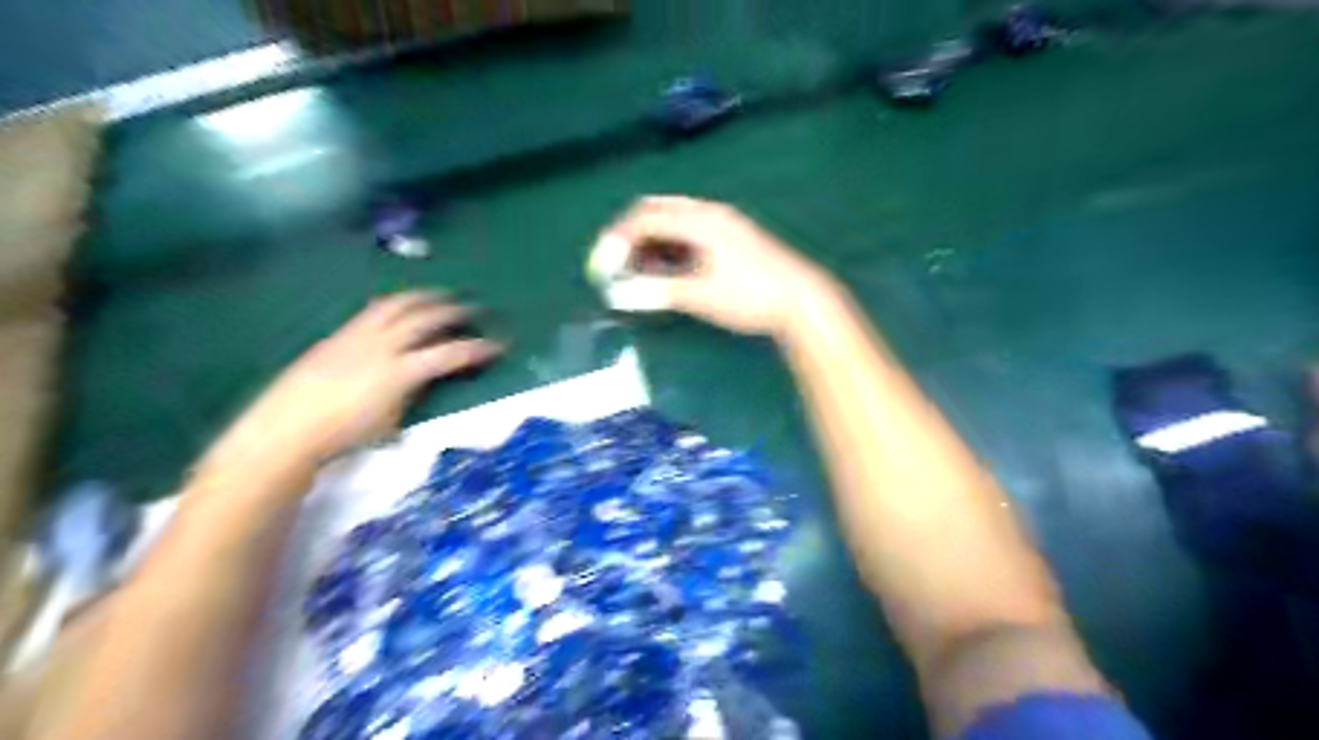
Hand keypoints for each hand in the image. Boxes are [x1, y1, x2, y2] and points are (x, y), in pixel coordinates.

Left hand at [201, 289, 500, 474]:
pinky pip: (375, 311)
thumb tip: (422, 386)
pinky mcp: (339, 334)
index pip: (450, 353)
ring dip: (424, 298)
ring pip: (398, 305)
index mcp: (401, 370)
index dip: (478, 348)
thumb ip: (412, 397)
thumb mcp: (390, 422)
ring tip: (439, 295)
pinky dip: (396, 305)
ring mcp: (359, 335)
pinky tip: (399, 308)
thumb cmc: (344, 434)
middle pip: (426, 318)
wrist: (287, 428)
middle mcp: (383, 345)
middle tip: (473, 308)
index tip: (499, 345)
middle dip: (454, 310)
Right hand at [593, 194, 837, 333]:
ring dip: (647, 242)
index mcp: (699, 220)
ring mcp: (720, 223)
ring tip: (635, 272)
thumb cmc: (750, 296)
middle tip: (613, 264)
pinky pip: (686, 232)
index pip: (643, 219)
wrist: (800, 299)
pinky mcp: (729, 237)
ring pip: (670, 221)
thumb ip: (657, 292)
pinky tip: (664, 270)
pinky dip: (666, 247)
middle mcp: (707, 213)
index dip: (616, 241)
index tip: (601, 268)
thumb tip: (618, 295)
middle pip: (654, 211)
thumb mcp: (700, 296)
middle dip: (628, 235)